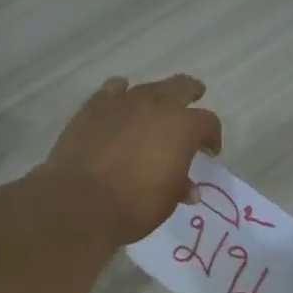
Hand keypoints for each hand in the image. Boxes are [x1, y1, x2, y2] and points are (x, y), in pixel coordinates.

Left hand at [40, 75, 222, 245]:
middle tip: (193, 102)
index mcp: (183, 127)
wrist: (81, 202)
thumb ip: (179, 187)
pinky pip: (113, 91)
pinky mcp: (94, 107)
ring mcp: (123, 102)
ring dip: (155, 97)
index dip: (212, 137)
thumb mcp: (166, 202)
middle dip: (191, 95)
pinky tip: (120, 103)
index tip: (209, 152)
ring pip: (147, 88)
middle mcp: (156, 105)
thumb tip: (187, 188)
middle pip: (181, 87)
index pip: (207, 122)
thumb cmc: (134, 206)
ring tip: (154, 110)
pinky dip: (120, 95)